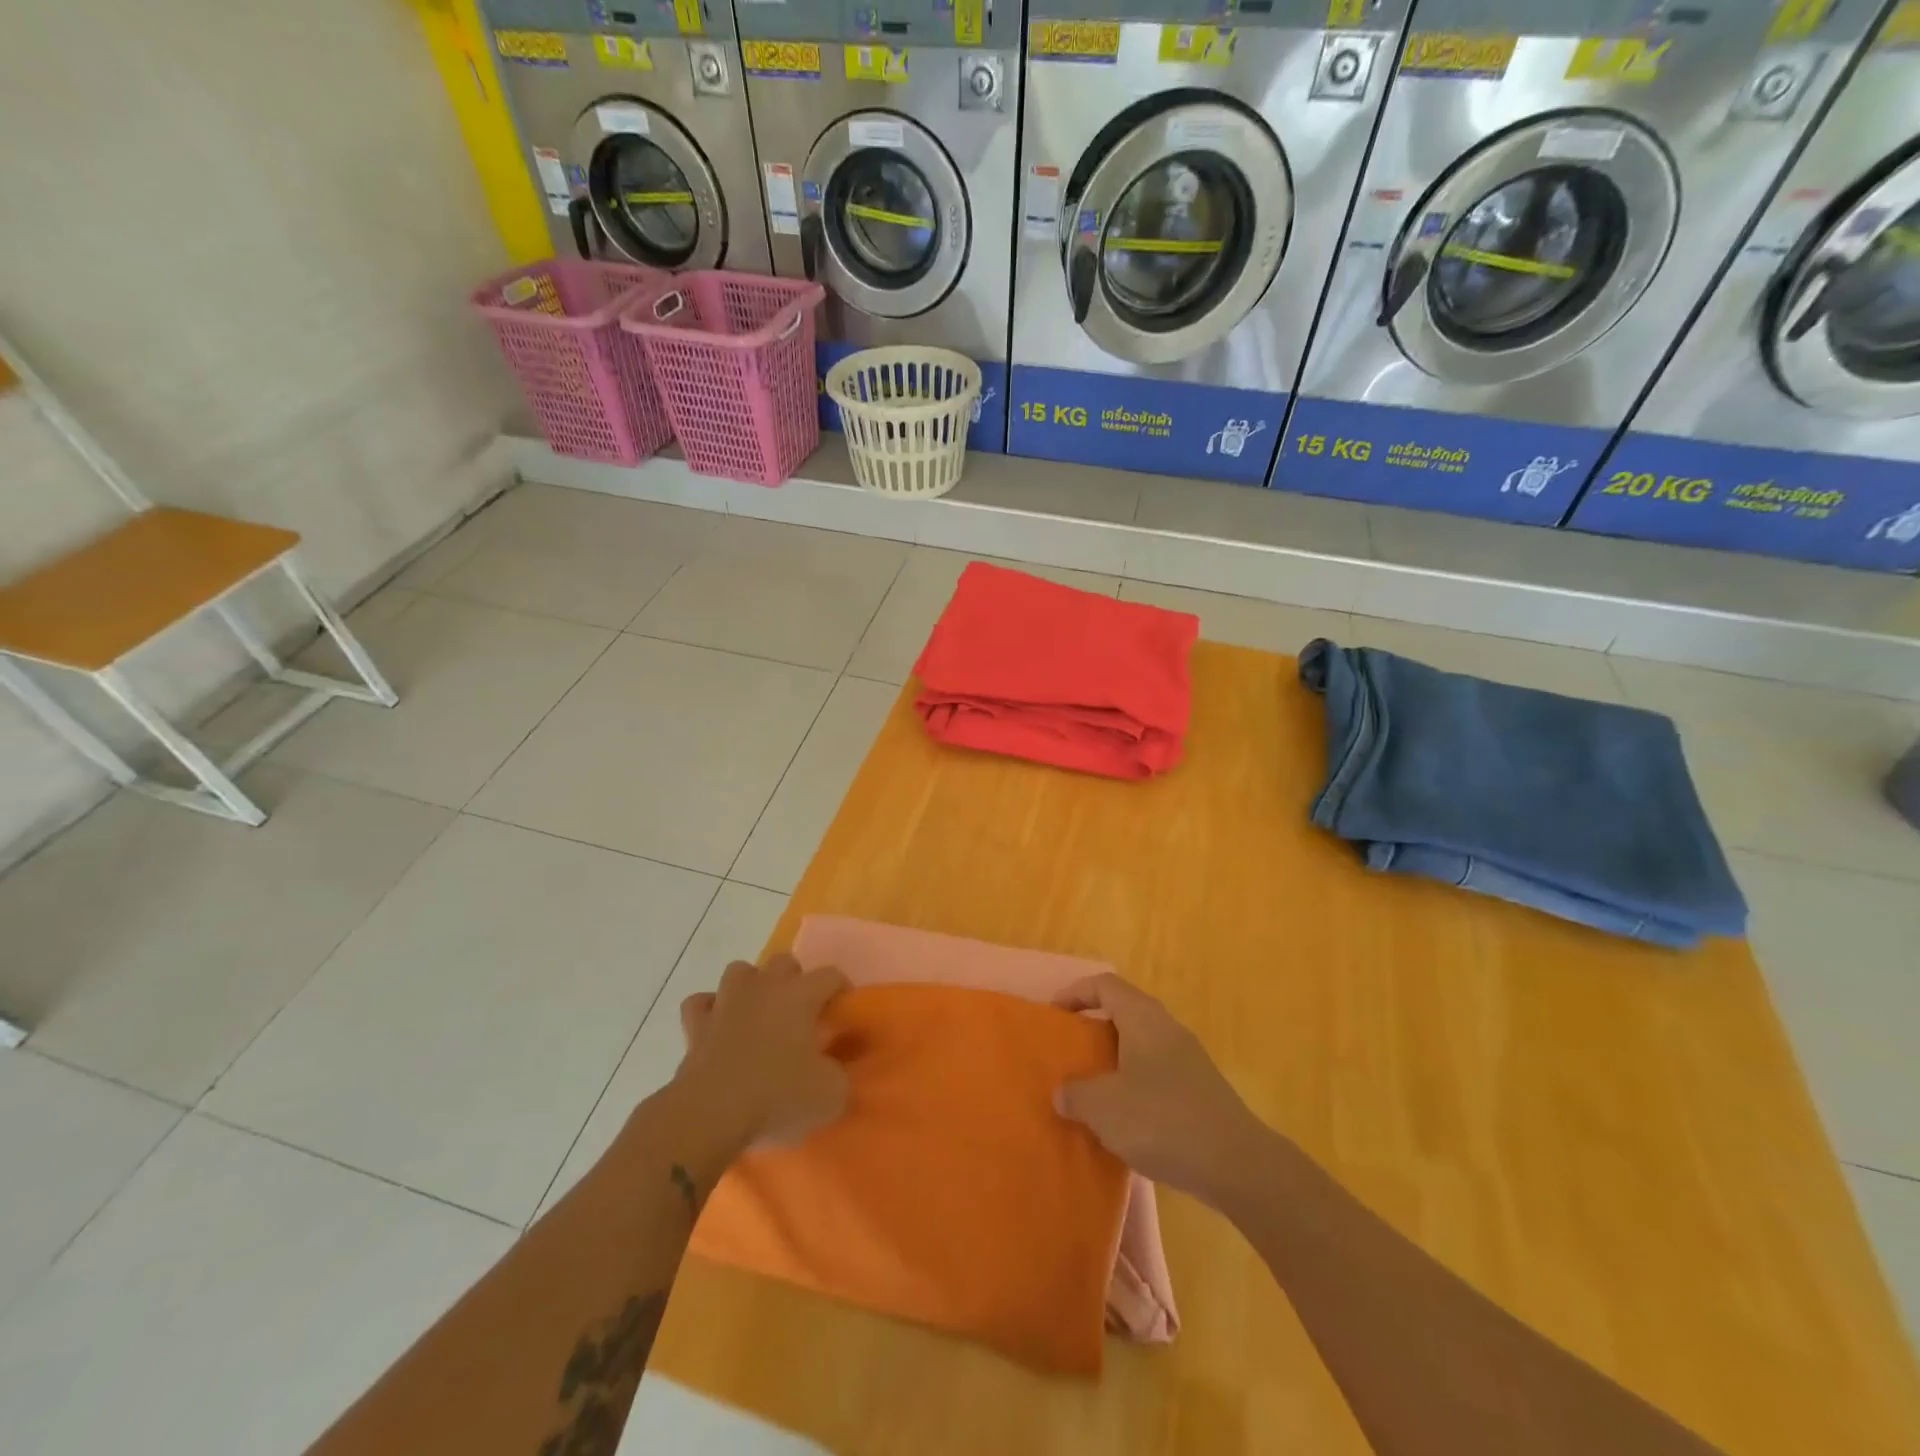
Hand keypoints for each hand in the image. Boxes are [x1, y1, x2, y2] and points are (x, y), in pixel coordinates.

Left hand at [675, 953, 849, 1151]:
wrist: (712, 1113)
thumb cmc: (778, 1095)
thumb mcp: (831, 1093)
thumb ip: (840, 1074)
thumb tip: (834, 1070)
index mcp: (800, 995)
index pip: (830, 975)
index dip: (841, 989)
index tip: (843, 1011)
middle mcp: (764, 987)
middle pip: (784, 962)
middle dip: (795, 979)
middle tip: (801, 1012)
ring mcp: (726, 1002)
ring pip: (739, 971)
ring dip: (751, 986)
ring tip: (759, 1011)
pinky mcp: (696, 1026)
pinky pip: (701, 1003)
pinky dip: (710, 1009)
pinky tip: (718, 1026)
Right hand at [1053, 973, 1269, 1205]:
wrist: (1237, 1164)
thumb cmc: (1162, 1120)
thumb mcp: (1104, 1107)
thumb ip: (1075, 1094)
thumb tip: (1063, 1093)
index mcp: (1142, 1018)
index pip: (1104, 985)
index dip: (1075, 992)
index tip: (1054, 1016)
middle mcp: (1166, 1028)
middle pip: (1123, 1012)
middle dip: (1093, 1030)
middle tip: (1068, 1054)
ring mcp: (1187, 1059)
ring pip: (1140, 1046)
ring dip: (1113, 1062)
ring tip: (1090, 1090)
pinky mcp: (1199, 1090)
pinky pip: (1156, 1074)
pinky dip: (1133, 1086)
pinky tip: (1123, 1120)